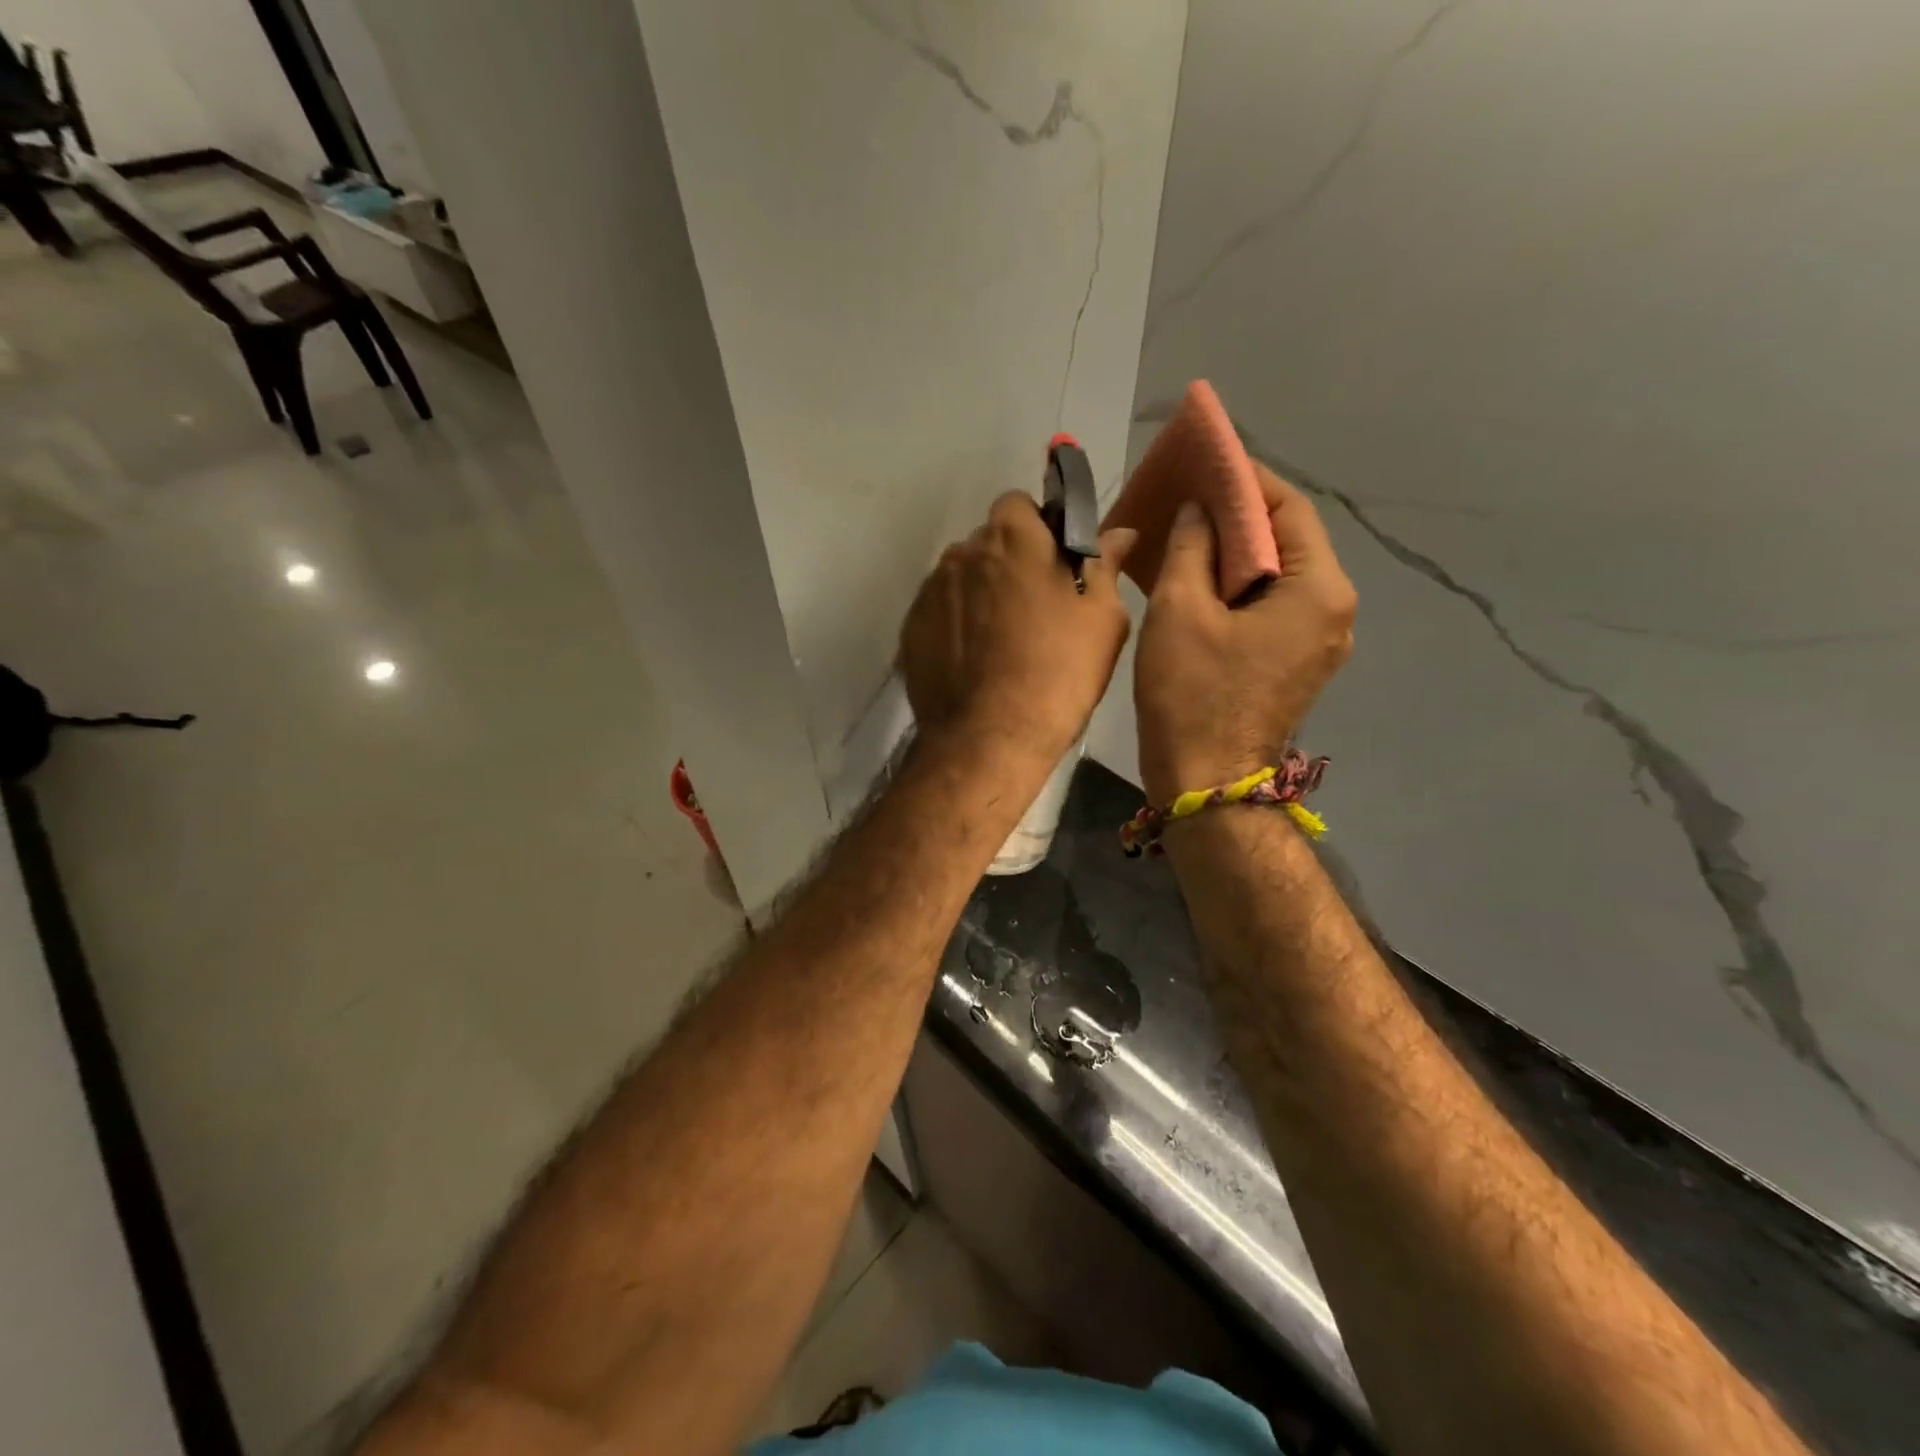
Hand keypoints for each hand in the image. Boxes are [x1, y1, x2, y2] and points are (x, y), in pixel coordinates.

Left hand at [900, 492, 1136, 772]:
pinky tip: (975, 662)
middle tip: (1034, 609)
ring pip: (961, 578)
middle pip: (988, 542)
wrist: (990, 738)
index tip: (1054, 565)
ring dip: (980, 594)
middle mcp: (962, 552)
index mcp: (1012, 537)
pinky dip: (955, 626)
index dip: (1038, 529)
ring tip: (1001, 642)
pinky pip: (940, 613)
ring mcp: (930, 592)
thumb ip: (1104, 566)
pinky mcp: (911, 630)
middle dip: (1008, 562)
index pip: (1019, 504)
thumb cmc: (1058, 672)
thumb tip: (1121, 532)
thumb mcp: (1101, 618)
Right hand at [1134, 462, 1356, 804]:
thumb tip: (1202, 511)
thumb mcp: (1180, 611)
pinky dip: (1239, 587)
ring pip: (1278, 576)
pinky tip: (1200, 579)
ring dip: (1236, 552)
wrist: (1207, 784)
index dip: (1246, 480)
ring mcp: (1319, 641)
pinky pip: (1272, 607)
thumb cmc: (1192, 695)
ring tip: (1189, 533)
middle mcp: (1333, 610)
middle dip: (1240, 515)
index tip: (1207, 461)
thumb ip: (1193, 548)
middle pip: (1289, 542)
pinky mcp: (1297, 664)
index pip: (1289, 510)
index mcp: (1318, 589)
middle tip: (1190, 497)